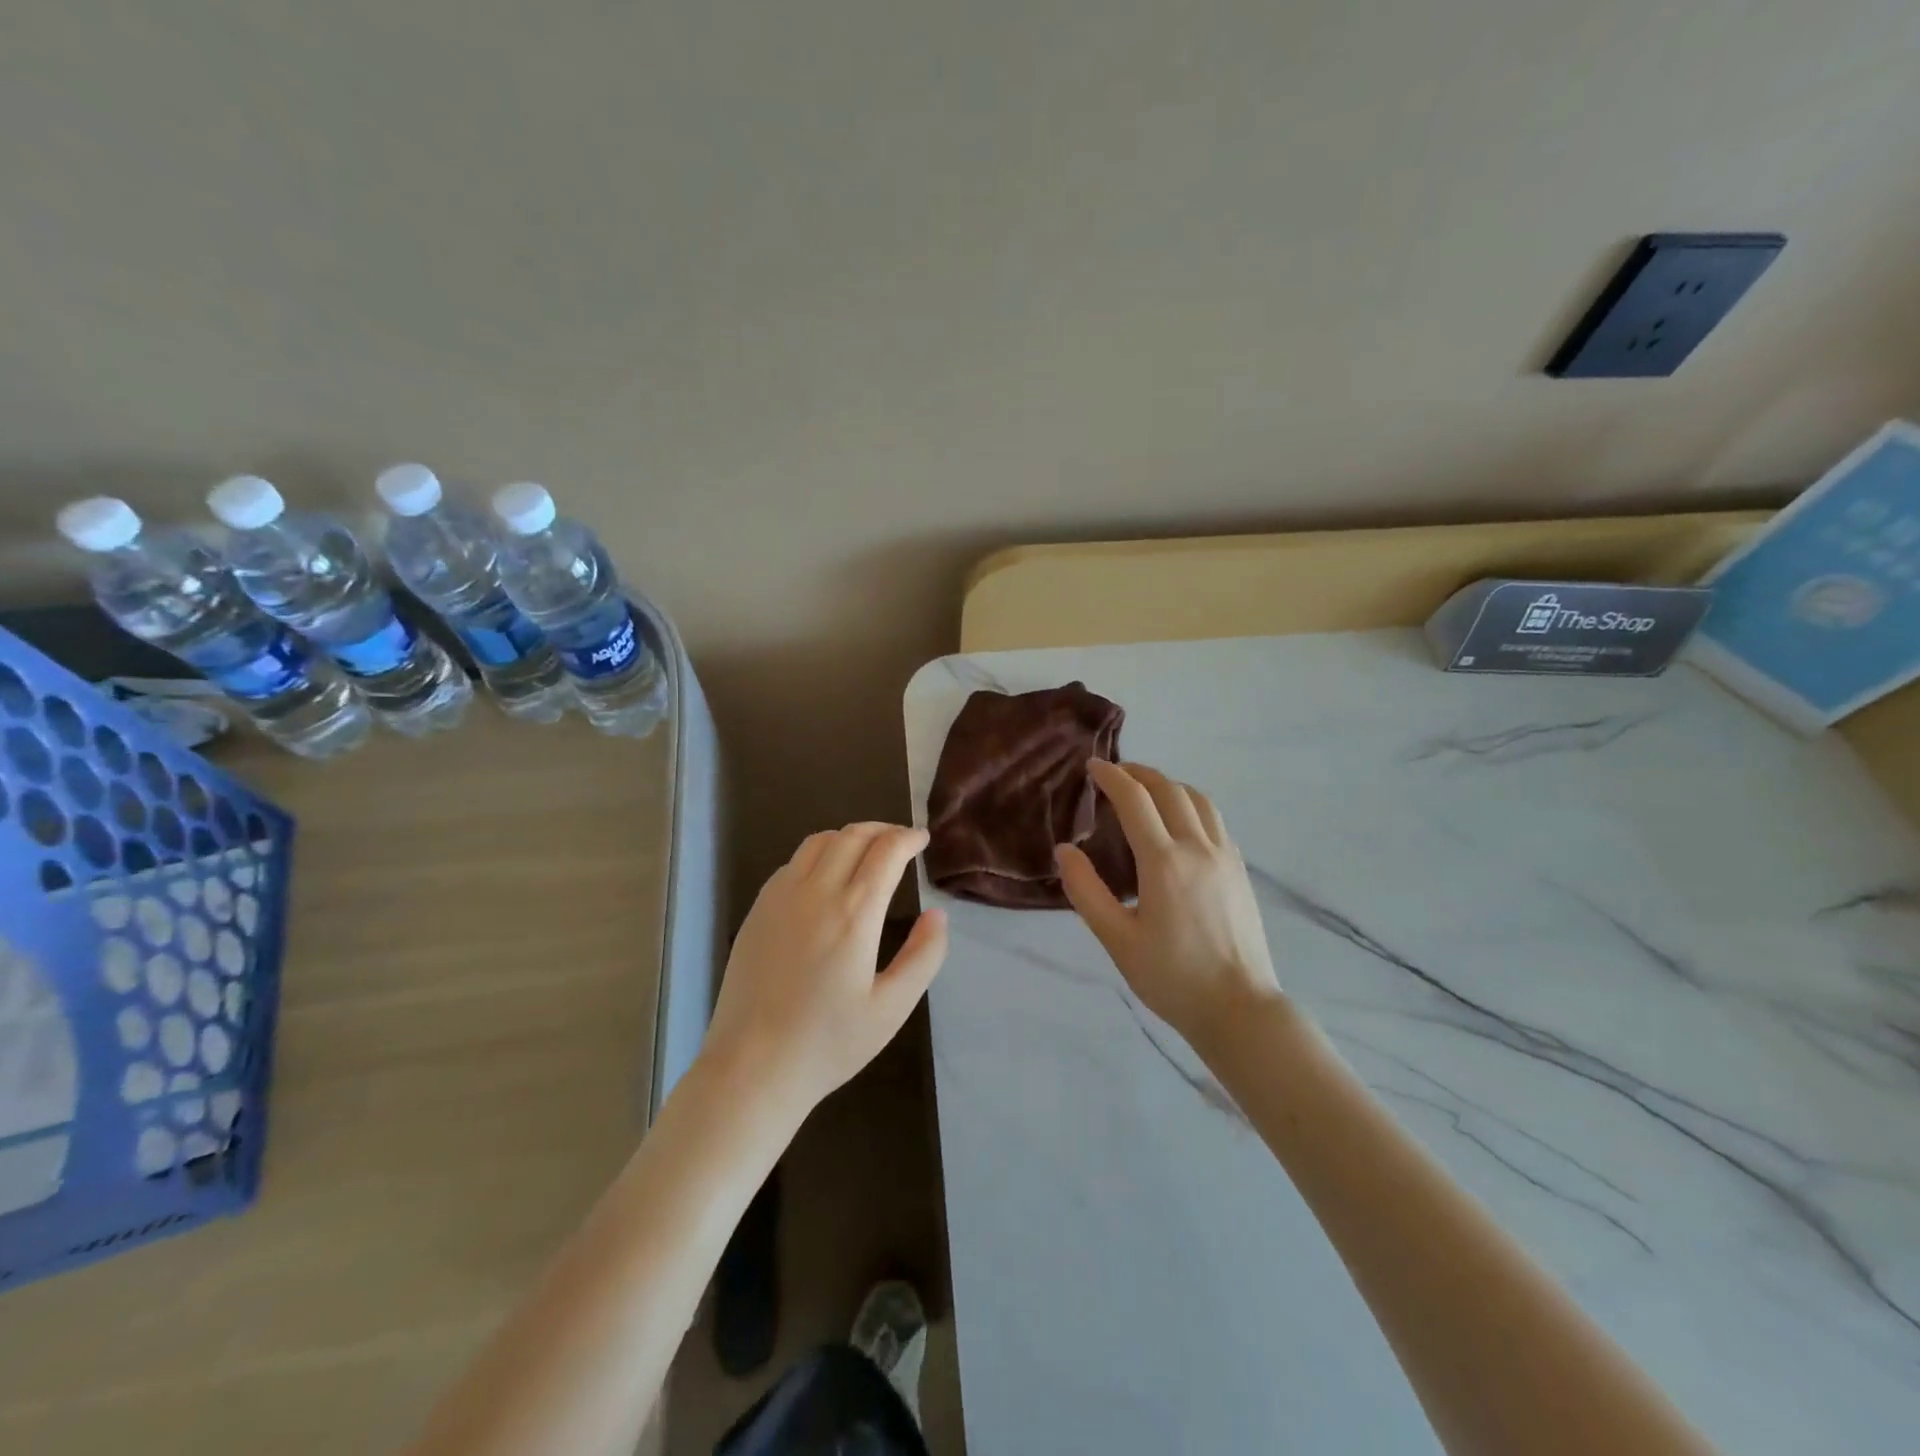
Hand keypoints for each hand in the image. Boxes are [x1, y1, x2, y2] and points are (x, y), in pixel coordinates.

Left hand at [702, 823, 948, 1117]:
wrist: (752, 1067)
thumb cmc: (828, 1043)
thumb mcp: (892, 1008)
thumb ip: (923, 957)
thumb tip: (937, 915)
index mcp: (854, 913)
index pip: (886, 851)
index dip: (908, 838)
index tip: (922, 840)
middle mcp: (816, 892)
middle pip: (852, 836)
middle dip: (883, 830)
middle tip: (901, 841)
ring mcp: (780, 898)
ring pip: (819, 842)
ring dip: (849, 837)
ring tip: (867, 852)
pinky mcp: (758, 910)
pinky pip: (792, 863)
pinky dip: (819, 854)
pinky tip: (826, 878)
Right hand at [1056, 761, 1282, 1052]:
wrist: (1239, 1008)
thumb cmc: (1172, 977)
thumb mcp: (1117, 940)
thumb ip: (1087, 892)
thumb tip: (1065, 851)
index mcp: (1164, 862)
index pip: (1135, 800)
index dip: (1112, 777)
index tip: (1093, 767)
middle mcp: (1198, 848)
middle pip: (1169, 790)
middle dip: (1140, 773)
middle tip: (1115, 773)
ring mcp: (1225, 856)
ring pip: (1198, 799)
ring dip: (1169, 784)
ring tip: (1147, 790)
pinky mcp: (1240, 870)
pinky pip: (1215, 819)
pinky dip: (1191, 804)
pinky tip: (1180, 821)